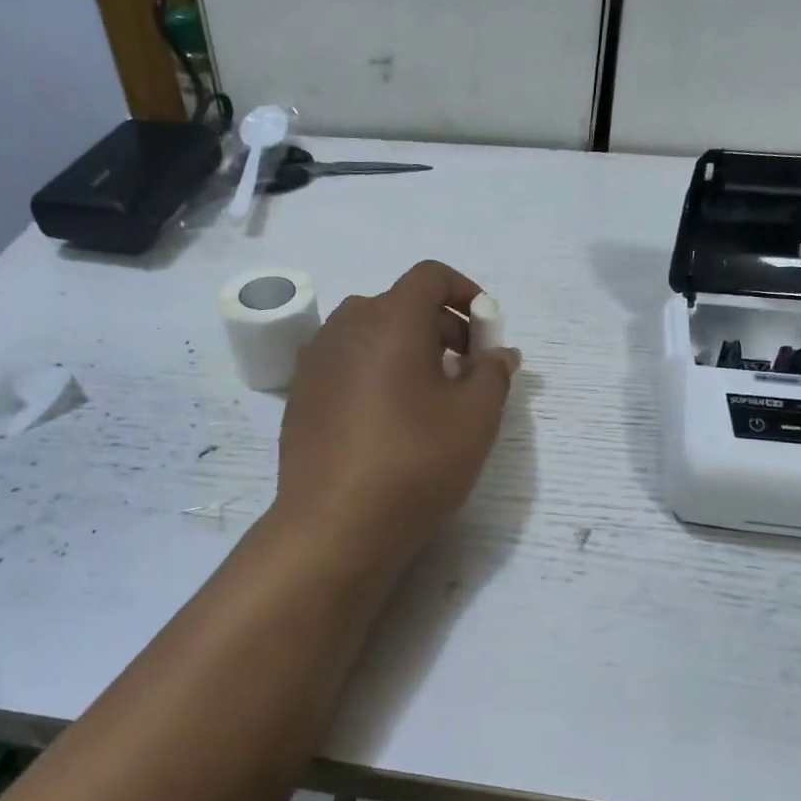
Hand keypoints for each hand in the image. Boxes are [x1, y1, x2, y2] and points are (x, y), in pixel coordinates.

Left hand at [275, 261, 520, 572]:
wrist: (334, 525)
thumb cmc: (415, 461)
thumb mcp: (476, 417)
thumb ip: (494, 372)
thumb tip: (499, 352)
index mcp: (390, 317)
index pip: (431, 276)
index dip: (466, 292)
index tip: (487, 331)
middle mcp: (347, 324)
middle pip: (402, 304)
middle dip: (442, 326)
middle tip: (467, 371)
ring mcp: (317, 358)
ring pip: (373, 334)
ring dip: (408, 349)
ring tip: (430, 398)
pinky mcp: (301, 392)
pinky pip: (348, 362)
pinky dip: (376, 371)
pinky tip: (388, 419)